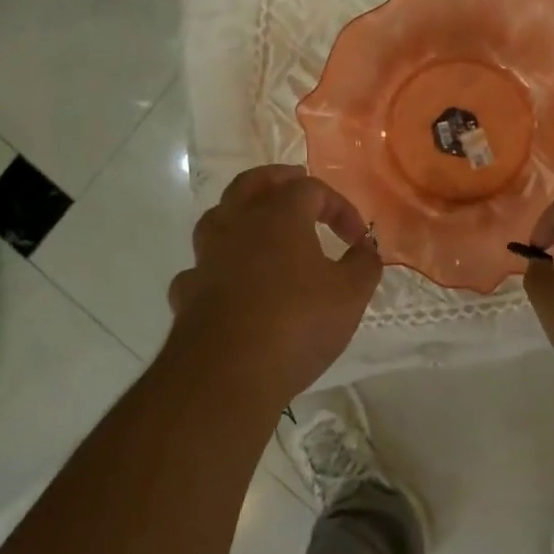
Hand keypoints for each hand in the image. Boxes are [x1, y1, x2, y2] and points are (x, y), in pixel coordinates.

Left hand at [165, 165, 382, 406]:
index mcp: (278, 215)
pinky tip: (229, 282)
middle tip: (296, 182)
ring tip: (258, 226)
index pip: (311, 189)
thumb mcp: (350, 295)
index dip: (339, 207)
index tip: (357, 239)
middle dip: (277, 180)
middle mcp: (236, 225)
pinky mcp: (188, 292)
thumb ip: (364, 265)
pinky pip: (203, 267)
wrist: (226, 374)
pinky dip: (219, 267)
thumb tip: (366, 249)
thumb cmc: (297, 323)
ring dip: (240, 215)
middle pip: (252, 183)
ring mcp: (206, 258)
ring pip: (218, 218)